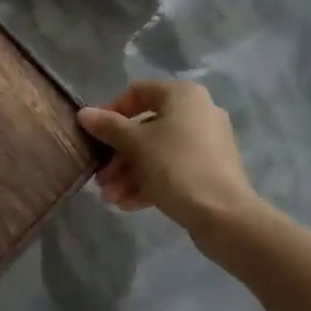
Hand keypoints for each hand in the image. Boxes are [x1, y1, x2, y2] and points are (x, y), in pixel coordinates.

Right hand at [78, 81, 262, 241]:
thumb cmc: (177, 167)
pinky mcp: (209, 171)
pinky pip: (172, 169)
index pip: (137, 92)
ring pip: (156, 152)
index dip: (111, 112)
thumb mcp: (136, 144)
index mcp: (183, 95)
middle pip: (145, 127)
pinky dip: (149, 182)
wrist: (226, 217)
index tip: (95, 135)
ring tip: (110, 197)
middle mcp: (197, 112)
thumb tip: (84, 114)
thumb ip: (108, 126)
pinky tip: (127, 204)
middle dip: (118, 155)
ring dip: (129, 173)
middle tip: (100, 177)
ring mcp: (206, 143)